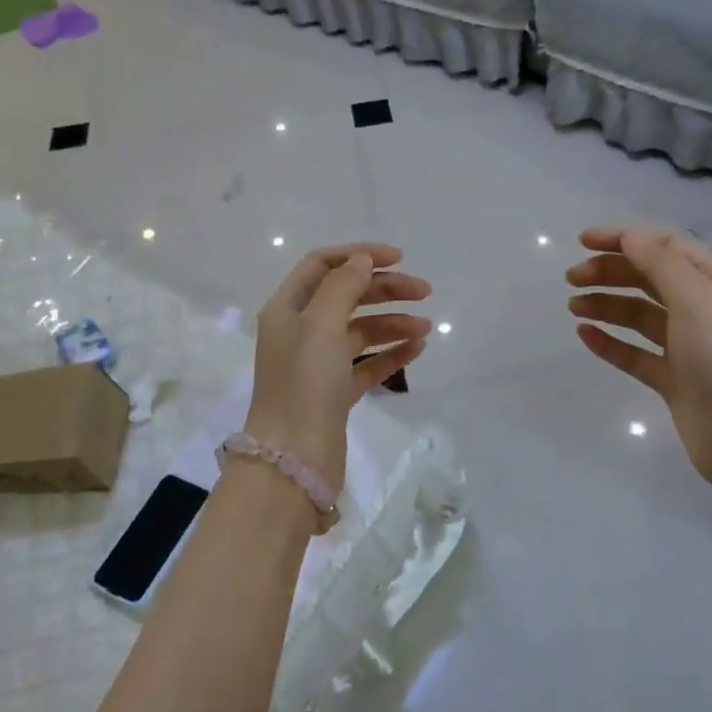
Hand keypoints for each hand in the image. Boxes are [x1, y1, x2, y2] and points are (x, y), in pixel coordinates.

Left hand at [244, 243, 431, 487]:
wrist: (294, 456)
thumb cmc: (303, 382)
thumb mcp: (320, 324)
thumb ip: (342, 286)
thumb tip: (361, 260)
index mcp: (287, 308)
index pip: (322, 265)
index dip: (358, 254)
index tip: (397, 259)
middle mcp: (300, 331)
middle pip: (345, 296)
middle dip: (383, 289)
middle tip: (423, 291)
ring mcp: (317, 363)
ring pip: (359, 330)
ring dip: (392, 322)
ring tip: (424, 328)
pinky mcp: (335, 392)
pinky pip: (366, 363)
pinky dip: (390, 353)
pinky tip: (416, 349)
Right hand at [566, 226, 711, 504]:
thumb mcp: (696, 299)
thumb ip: (660, 263)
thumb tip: (630, 236)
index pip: (666, 247)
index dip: (624, 239)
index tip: (582, 241)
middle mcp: (705, 309)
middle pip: (650, 279)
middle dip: (610, 272)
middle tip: (572, 278)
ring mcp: (689, 346)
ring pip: (640, 316)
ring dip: (606, 305)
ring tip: (573, 306)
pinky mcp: (674, 379)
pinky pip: (635, 353)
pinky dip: (611, 342)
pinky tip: (585, 335)